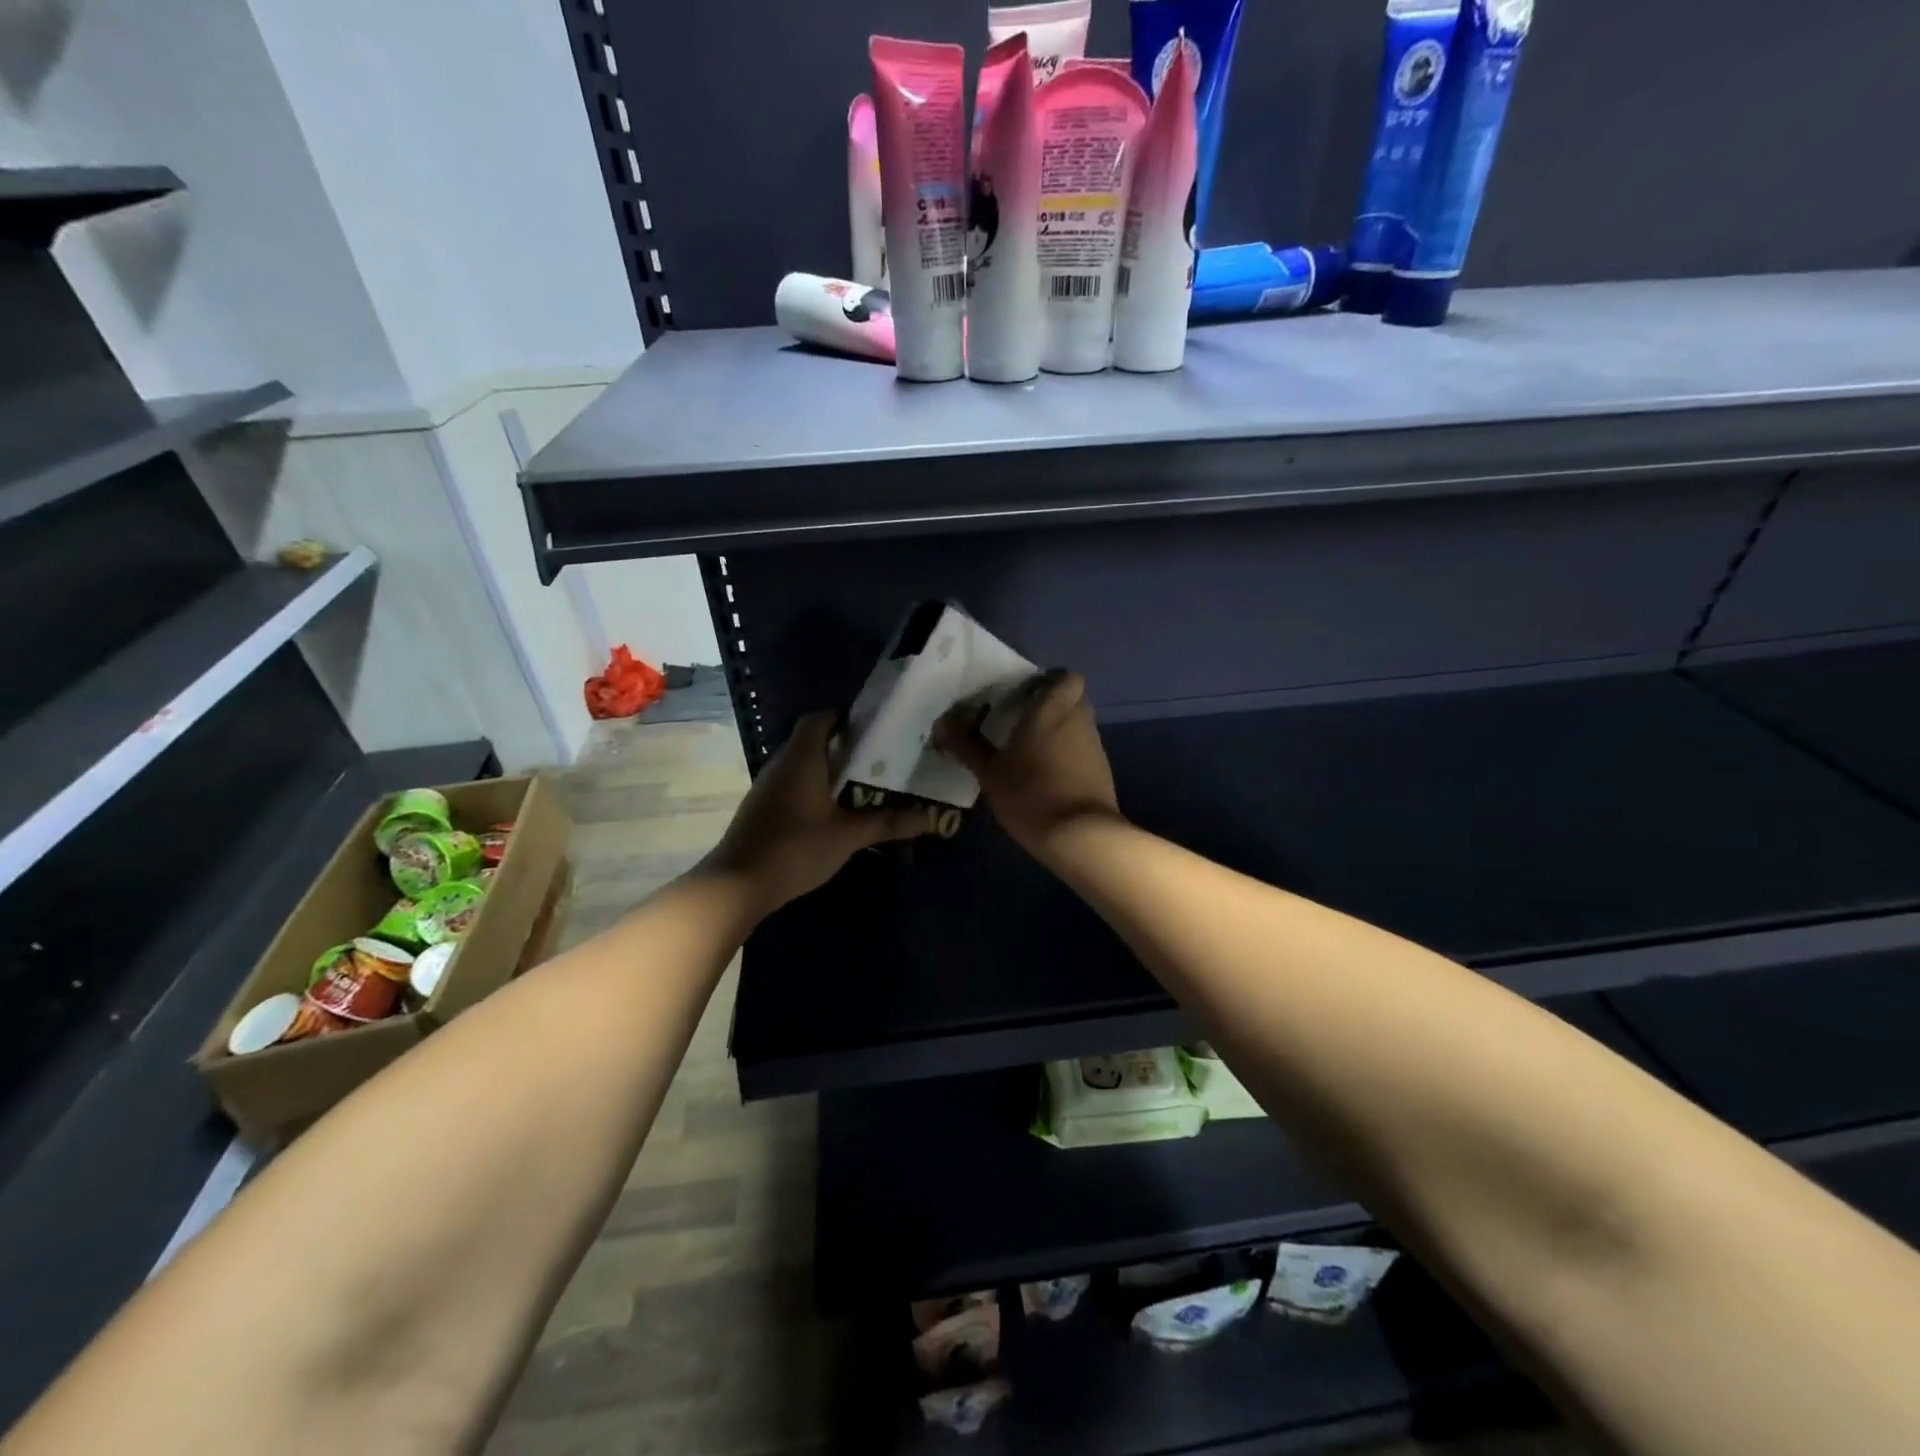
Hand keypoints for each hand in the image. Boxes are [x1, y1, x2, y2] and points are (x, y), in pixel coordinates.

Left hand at [702, 710, 937, 911]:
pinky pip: (792, 786)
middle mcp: (781, 764)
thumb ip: (888, 823)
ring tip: (862, 785)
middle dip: (844, 747)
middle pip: (812, 741)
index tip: (874, 731)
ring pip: (801, 766)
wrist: (738, 884)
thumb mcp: (848, 835)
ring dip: (828, 771)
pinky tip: (833, 812)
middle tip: (878, 760)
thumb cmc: (796, 848)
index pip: (820, 719)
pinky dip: (813, 790)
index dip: (845, 718)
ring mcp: (767, 788)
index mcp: (801, 758)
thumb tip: (929, 817)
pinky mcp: (762, 809)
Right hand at [935, 671, 1120, 859]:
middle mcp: (1078, 721)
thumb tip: (943, 722)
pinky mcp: (1102, 771)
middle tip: (1022, 722)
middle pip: (1072, 700)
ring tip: (1030, 753)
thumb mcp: (989, 772)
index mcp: (1052, 711)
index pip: (1066, 677)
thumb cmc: (1030, 794)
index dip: (1050, 681)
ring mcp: (1095, 747)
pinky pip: (1083, 751)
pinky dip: (1068, 756)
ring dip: (1060, 732)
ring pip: (1079, 725)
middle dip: (1052, 706)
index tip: (1025, 695)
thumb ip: (967, 744)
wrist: (1080, 837)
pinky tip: (1047, 777)